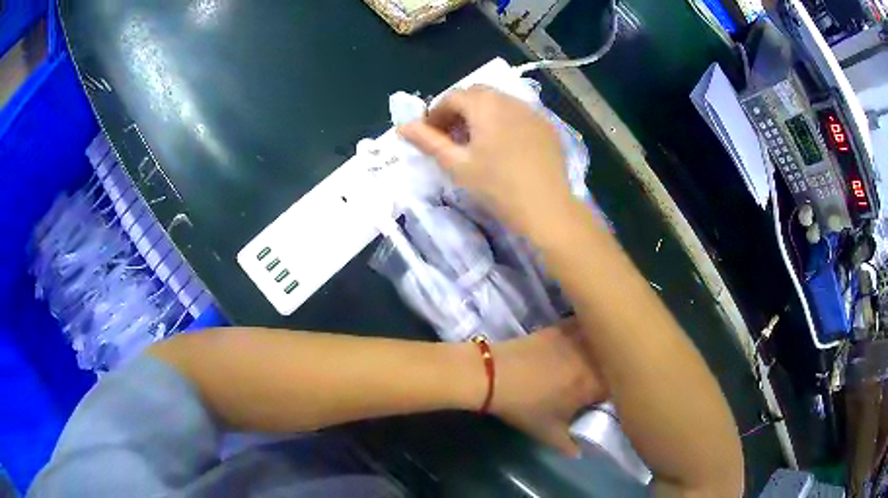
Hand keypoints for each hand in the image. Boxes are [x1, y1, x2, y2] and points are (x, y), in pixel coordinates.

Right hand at [398, 85, 574, 238]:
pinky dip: (504, 121)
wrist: (547, 208)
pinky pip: (519, 114)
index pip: (451, 97)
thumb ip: (428, 142)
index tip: (430, 136)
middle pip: (476, 95)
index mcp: (484, 104)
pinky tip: (505, 147)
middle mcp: (509, 99)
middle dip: (459, 111)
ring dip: (482, 114)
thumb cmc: (497, 187)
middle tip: (452, 138)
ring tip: (478, 142)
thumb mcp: (457, 165)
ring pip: (499, 102)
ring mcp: (532, 111)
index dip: (436, 114)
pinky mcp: (547, 126)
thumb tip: (402, 127)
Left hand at [491, 324, 606, 456]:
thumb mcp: (546, 432)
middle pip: (614, 360)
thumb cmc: (523, 406)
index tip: (608, 397)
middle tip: (604, 379)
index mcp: (592, 384)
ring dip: (604, 348)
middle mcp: (591, 358)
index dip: (617, 392)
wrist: (494, 375)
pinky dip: (589, 329)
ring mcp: (576, 339)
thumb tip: (580, 453)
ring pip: (602, 339)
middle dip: (614, 369)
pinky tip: (585, 334)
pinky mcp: (561, 327)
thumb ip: (567, 445)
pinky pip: (584, 325)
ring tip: (596, 358)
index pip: (618, 386)